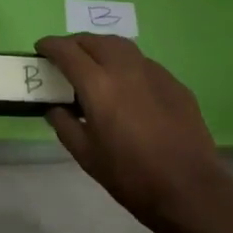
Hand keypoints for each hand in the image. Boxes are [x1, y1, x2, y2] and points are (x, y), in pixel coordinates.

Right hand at [36, 33, 232, 232]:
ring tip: (94, 64)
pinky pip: (142, 62)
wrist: (191, 191)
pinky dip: (126, 64)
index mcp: (98, 85)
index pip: (67, 51)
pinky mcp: (174, 82)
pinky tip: (128, 86)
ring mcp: (152, 71)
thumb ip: (65, 126)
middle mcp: (124, 68)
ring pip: (120, 45)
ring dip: (100, 47)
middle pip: (93, 40)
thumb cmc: (132, 178)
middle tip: (65, 58)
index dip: (50, 46)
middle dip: (74, 44)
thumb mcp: (88, 158)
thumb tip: (54, 109)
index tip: (40, 49)